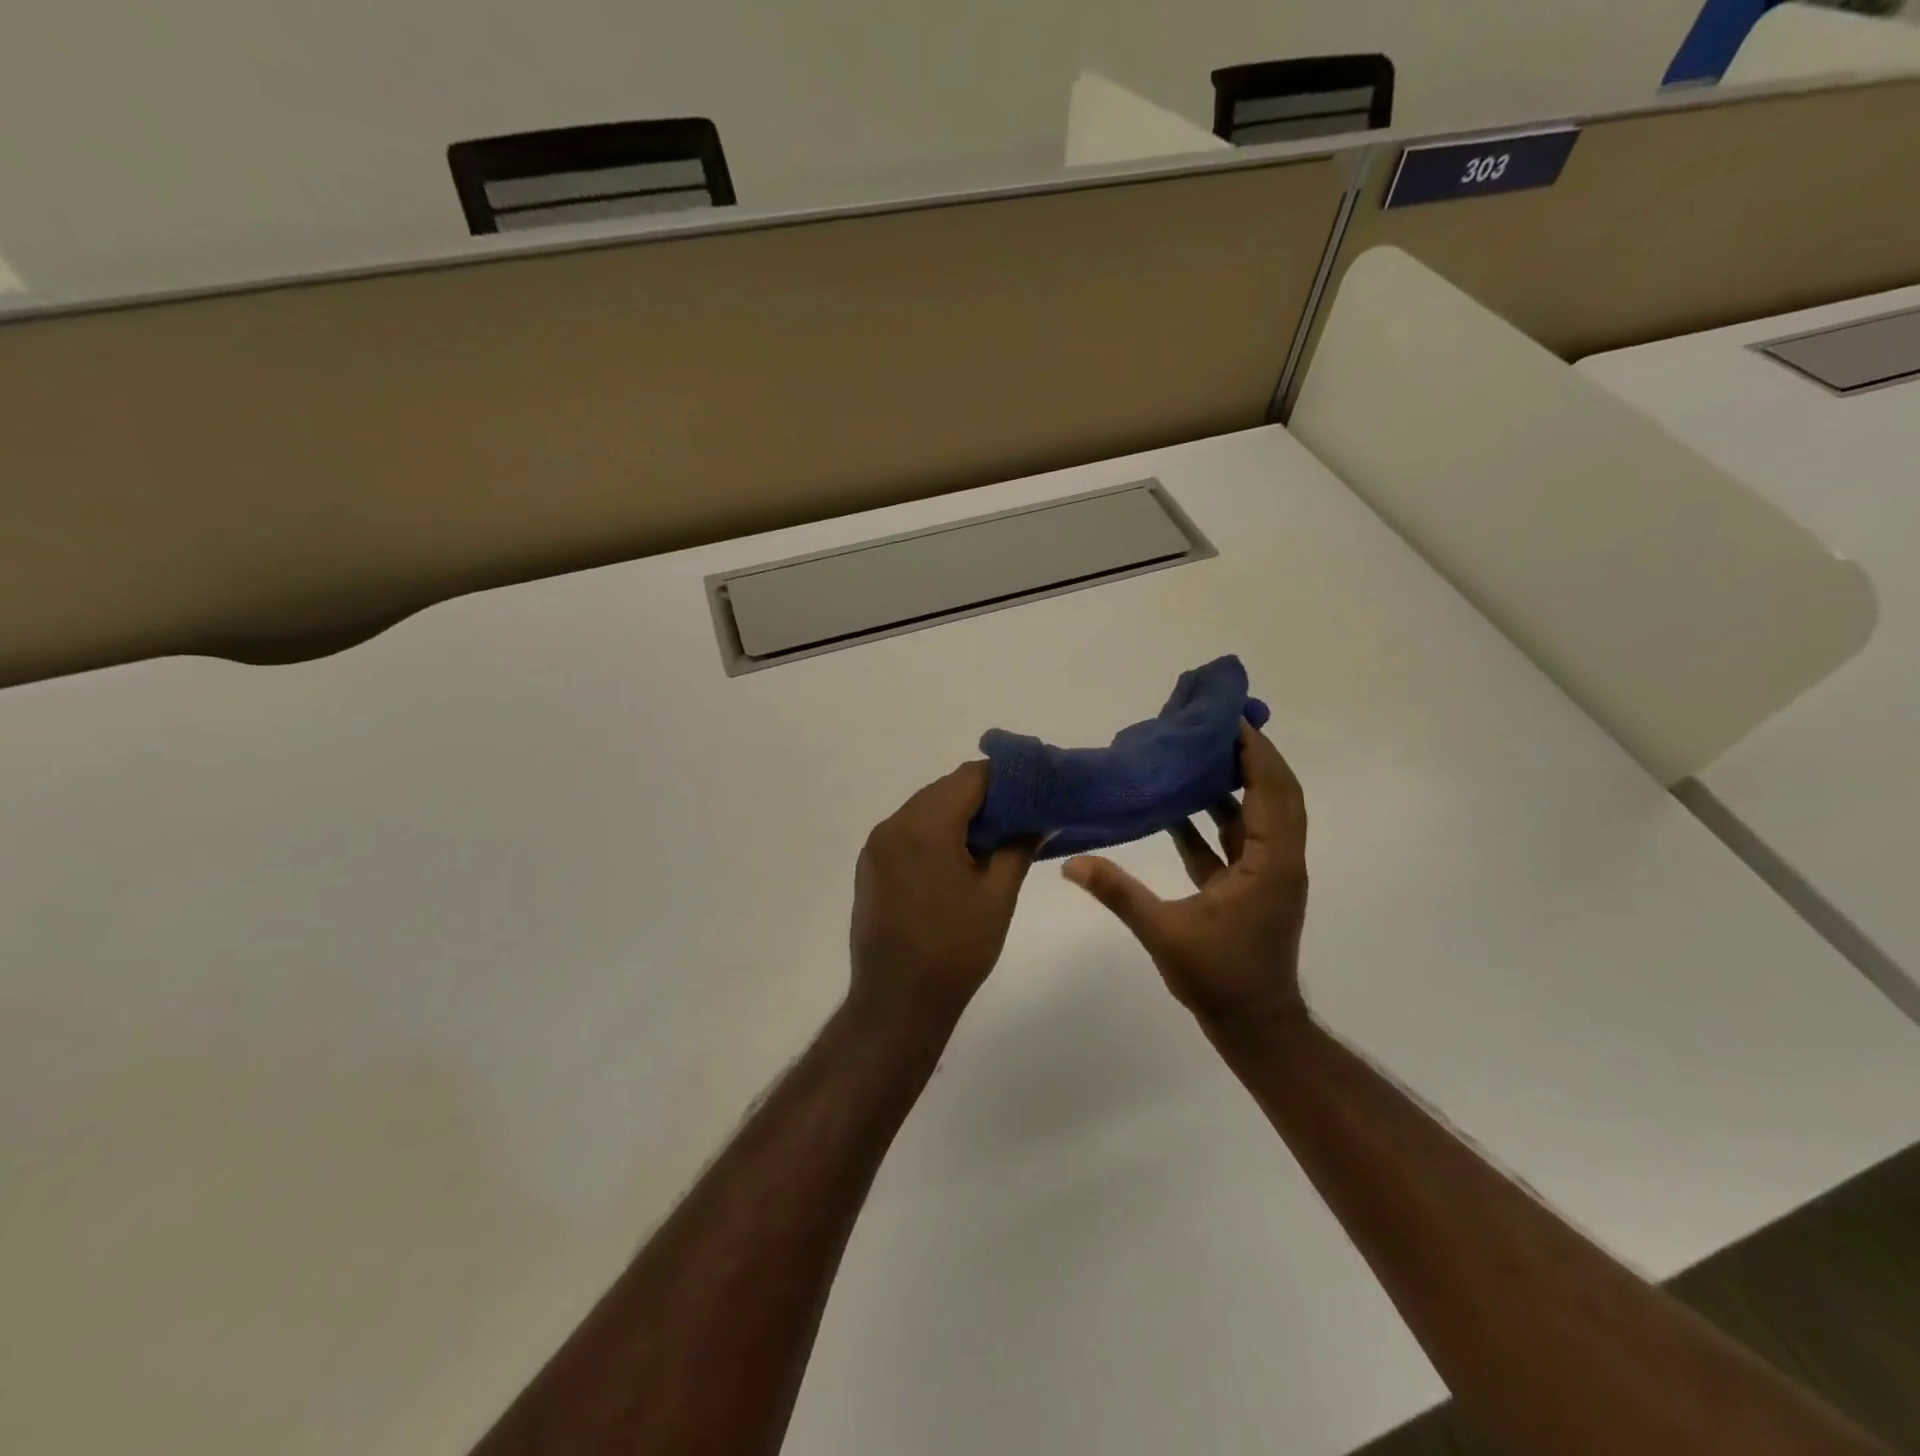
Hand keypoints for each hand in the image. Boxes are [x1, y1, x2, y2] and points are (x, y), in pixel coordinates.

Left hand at [850, 762, 1033, 1035]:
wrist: (897, 1002)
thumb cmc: (955, 949)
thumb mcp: (997, 895)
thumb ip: (1018, 846)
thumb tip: (1039, 818)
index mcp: (924, 826)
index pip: (970, 777)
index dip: (1006, 779)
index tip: (1034, 791)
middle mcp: (893, 825)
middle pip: (945, 790)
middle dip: (984, 798)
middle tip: (1021, 817)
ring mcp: (877, 846)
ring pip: (926, 809)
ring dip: (960, 816)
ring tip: (995, 840)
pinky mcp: (871, 866)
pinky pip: (909, 832)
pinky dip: (936, 834)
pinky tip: (960, 859)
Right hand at [1063, 722, 1307, 1032]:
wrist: (1253, 1026)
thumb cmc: (1218, 978)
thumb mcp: (1164, 933)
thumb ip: (1118, 893)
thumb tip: (1070, 864)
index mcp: (1270, 864)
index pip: (1272, 793)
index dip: (1257, 753)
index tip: (1232, 720)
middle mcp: (1277, 861)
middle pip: (1274, 794)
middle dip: (1250, 757)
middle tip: (1214, 725)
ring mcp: (1265, 874)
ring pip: (1255, 815)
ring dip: (1233, 783)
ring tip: (1197, 751)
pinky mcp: (1249, 887)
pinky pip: (1234, 840)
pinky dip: (1214, 817)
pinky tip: (1177, 803)